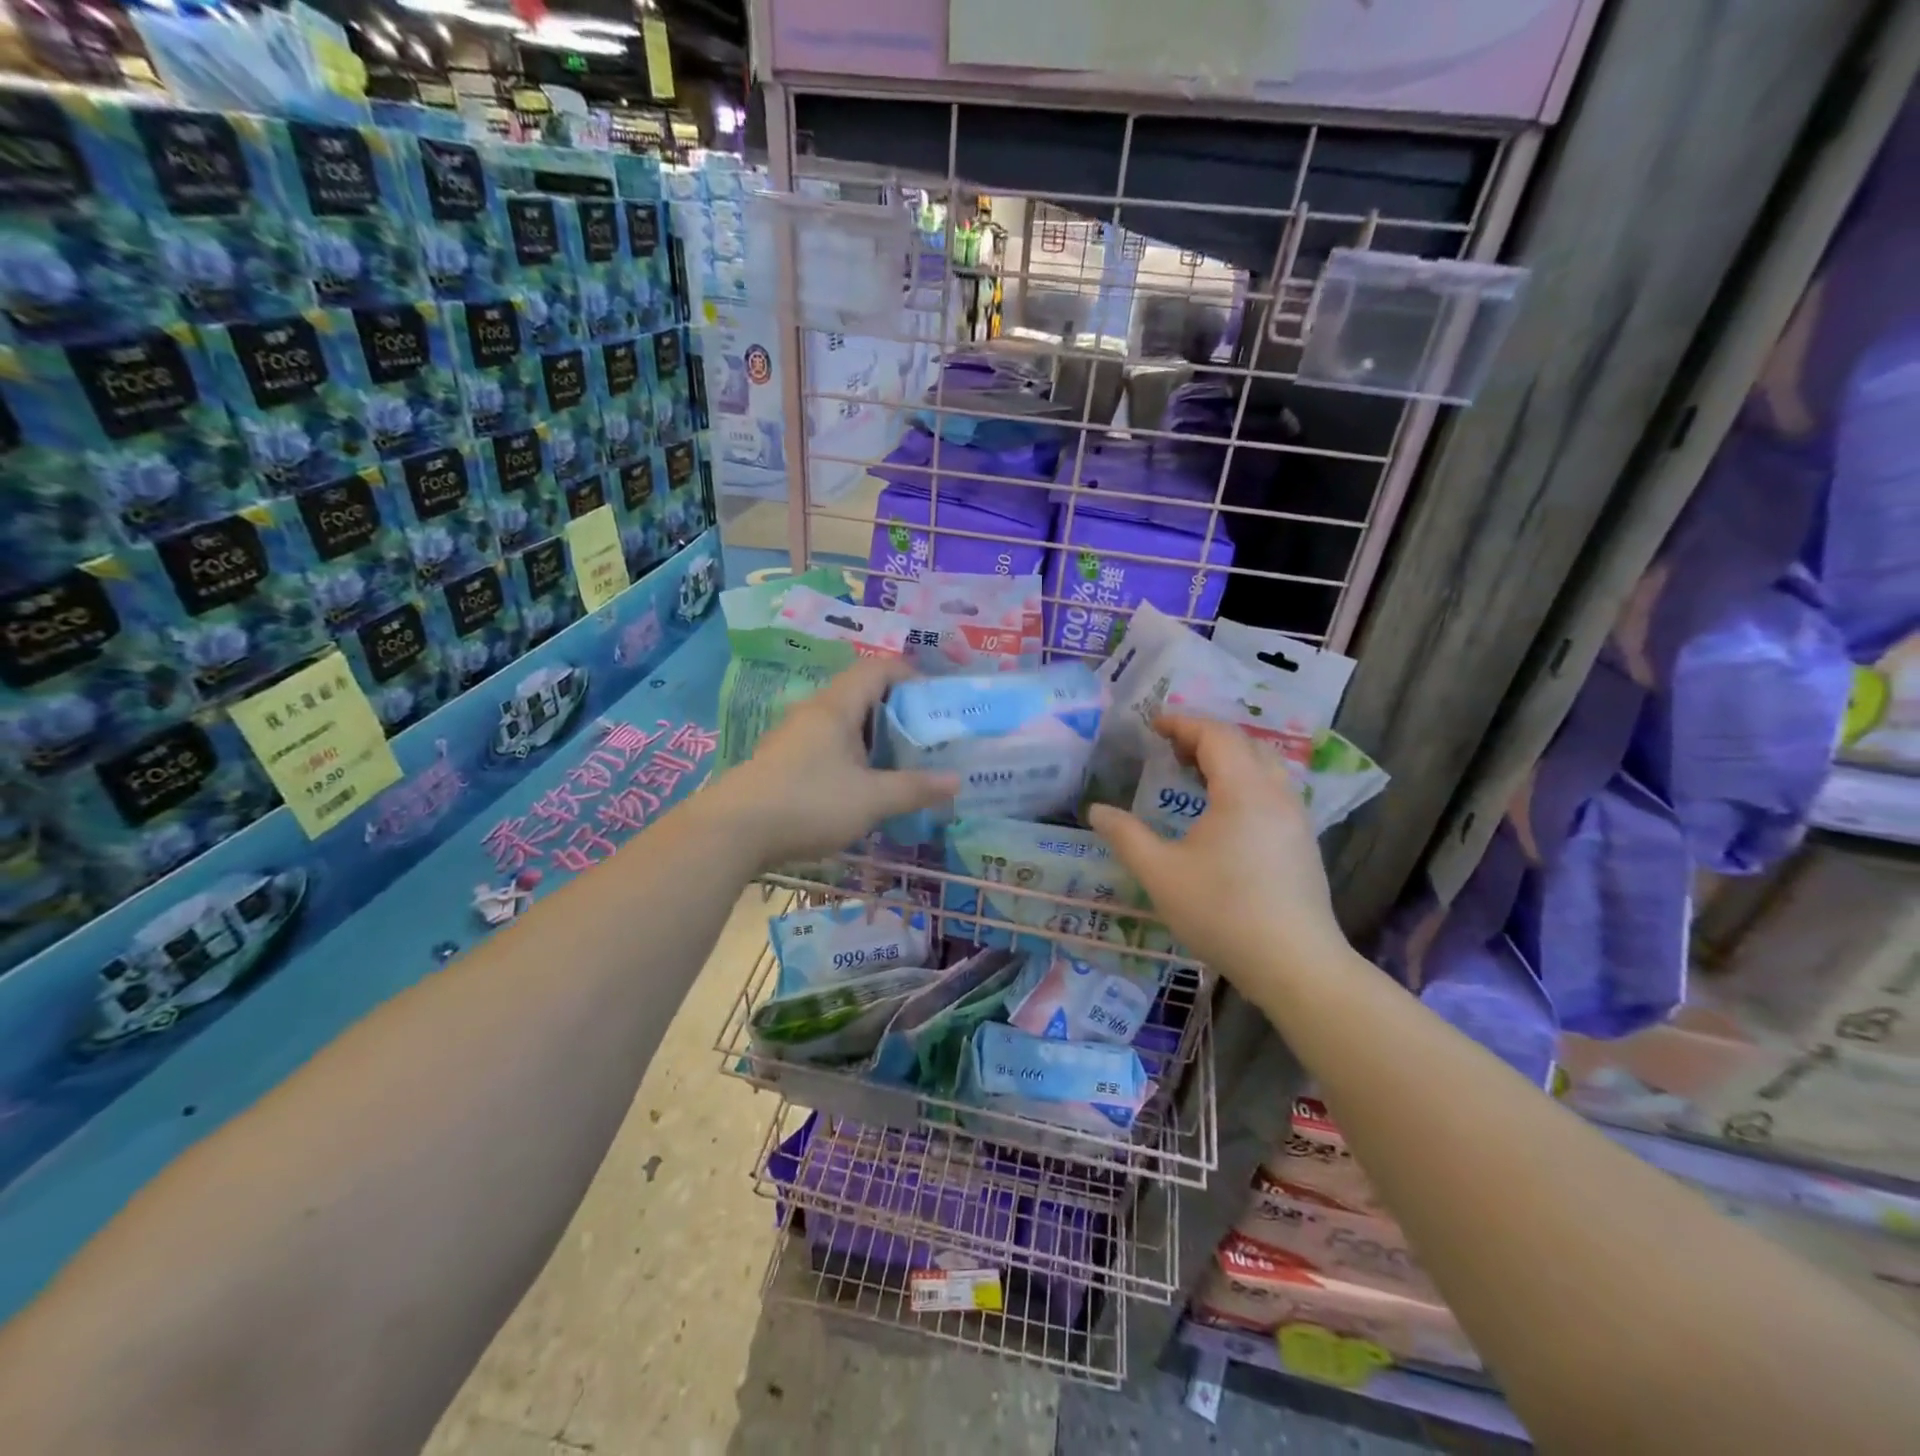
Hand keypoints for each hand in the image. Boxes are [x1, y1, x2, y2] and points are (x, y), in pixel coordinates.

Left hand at [708, 656, 956, 873]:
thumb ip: (915, 788)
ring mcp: (795, 736)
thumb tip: (956, 780)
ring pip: (844, 723)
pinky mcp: (783, 761)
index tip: (936, 704)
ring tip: (901, 764)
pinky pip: (828, 745)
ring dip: (875, 738)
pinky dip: (853, 756)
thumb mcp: (872, 800)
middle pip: (863, 694)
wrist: (732, 832)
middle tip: (926, 739)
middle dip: (898, 713)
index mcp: (837, 706)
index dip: (912, 677)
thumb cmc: (809, 804)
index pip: (879, 668)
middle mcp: (815, 712)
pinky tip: (863, 786)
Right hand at [1088, 715, 1348, 994]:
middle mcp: (1276, 794)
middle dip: (1205, 736)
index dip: (1183, 723)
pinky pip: (1272, 790)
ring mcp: (1296, 819)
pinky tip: (1223, 811)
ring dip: (1228, 758)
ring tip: (1194, 772)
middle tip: (1170, 747)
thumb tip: (1097, 810)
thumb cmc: (1223, 912)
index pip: (1216, 735)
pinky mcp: (1302, 842)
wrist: (1295, 965)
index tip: (1153, 725)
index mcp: (1243, 791)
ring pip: (1264, 766)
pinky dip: (1244, 780)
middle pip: (1244, 744)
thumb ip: (1126, 836)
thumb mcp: (1161, 874)